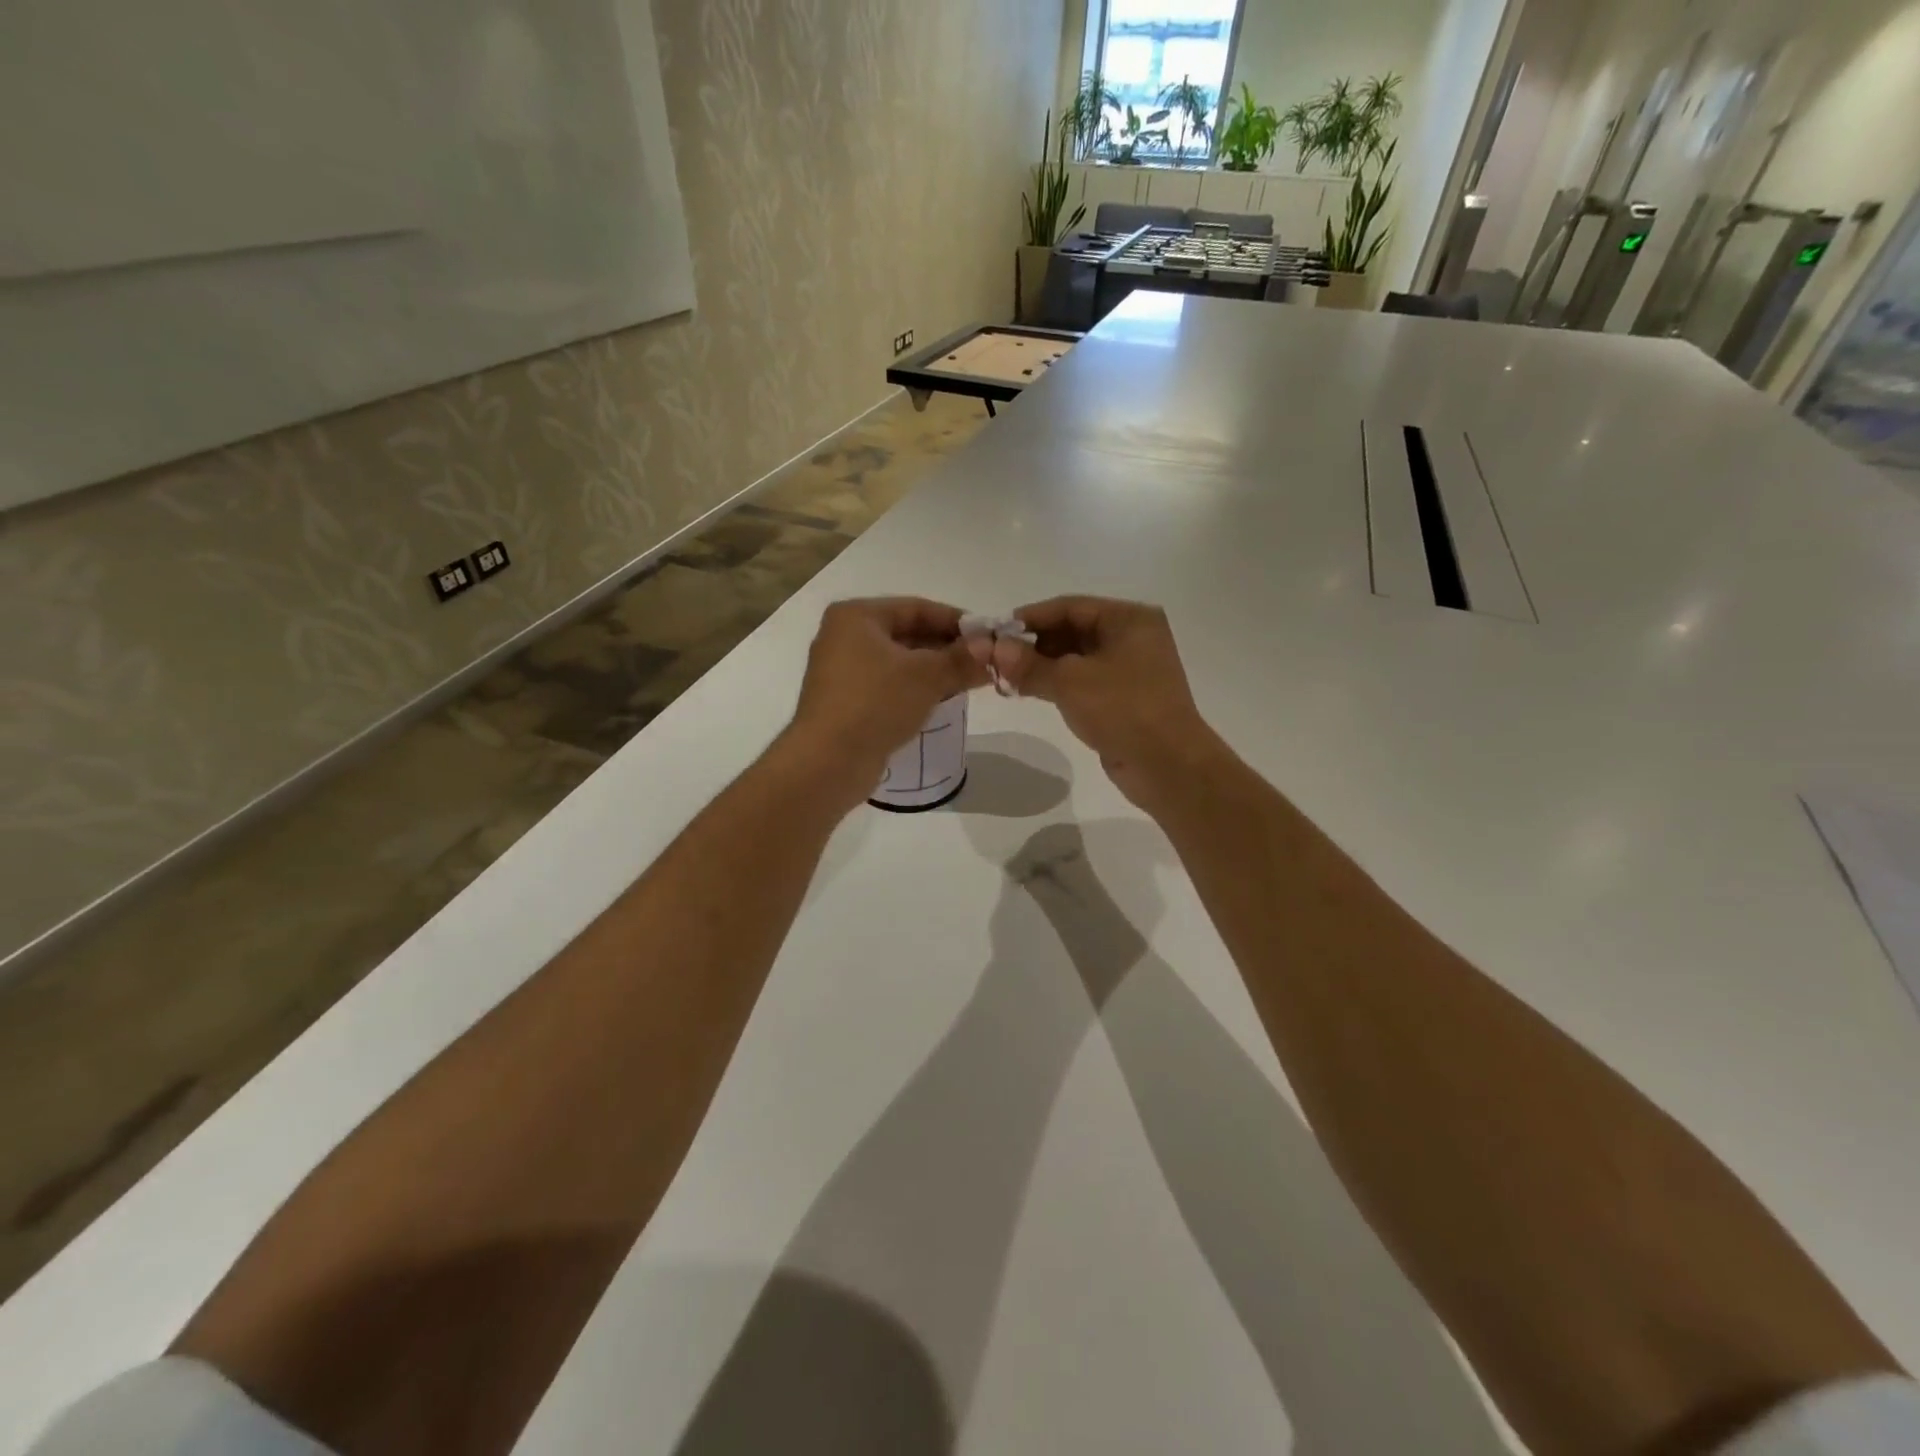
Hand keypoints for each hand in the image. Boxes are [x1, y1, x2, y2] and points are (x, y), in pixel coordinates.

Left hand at [785, 598, 988, 804]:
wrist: (827, 761)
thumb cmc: (875, 703)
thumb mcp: (927, 676)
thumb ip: (963, 659)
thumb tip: (994, 648)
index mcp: (857, 616)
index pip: (917, 608)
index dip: (956, 621)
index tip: (989, 637)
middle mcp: (844, 637)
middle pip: (907, 634)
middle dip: (946, 648)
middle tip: (983, 663)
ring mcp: (841, 672)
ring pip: (898, 663)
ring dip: (933, 671)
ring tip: (968, 683)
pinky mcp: (845, 703)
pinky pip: (887, 687)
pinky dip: (914, 690)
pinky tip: (939, 703)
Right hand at [988, 596, 1222, 813]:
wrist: (1168, 766)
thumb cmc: (1123, 709)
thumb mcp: (1070, 682)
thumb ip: (1028, 664)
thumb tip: (991, 647)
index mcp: (1129, 619)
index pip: (1070, 607)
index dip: (1030, 618)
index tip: (995, 632)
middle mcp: (1133, 637)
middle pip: (1072, 630)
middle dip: (1033, 645)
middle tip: (995, 659)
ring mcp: (1130, 670)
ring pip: (1076, 659)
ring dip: (1041, 667)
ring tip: (1004, 679)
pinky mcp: (1123, 698)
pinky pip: (1083, 682)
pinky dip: (1056, 684)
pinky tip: (1028, 692)